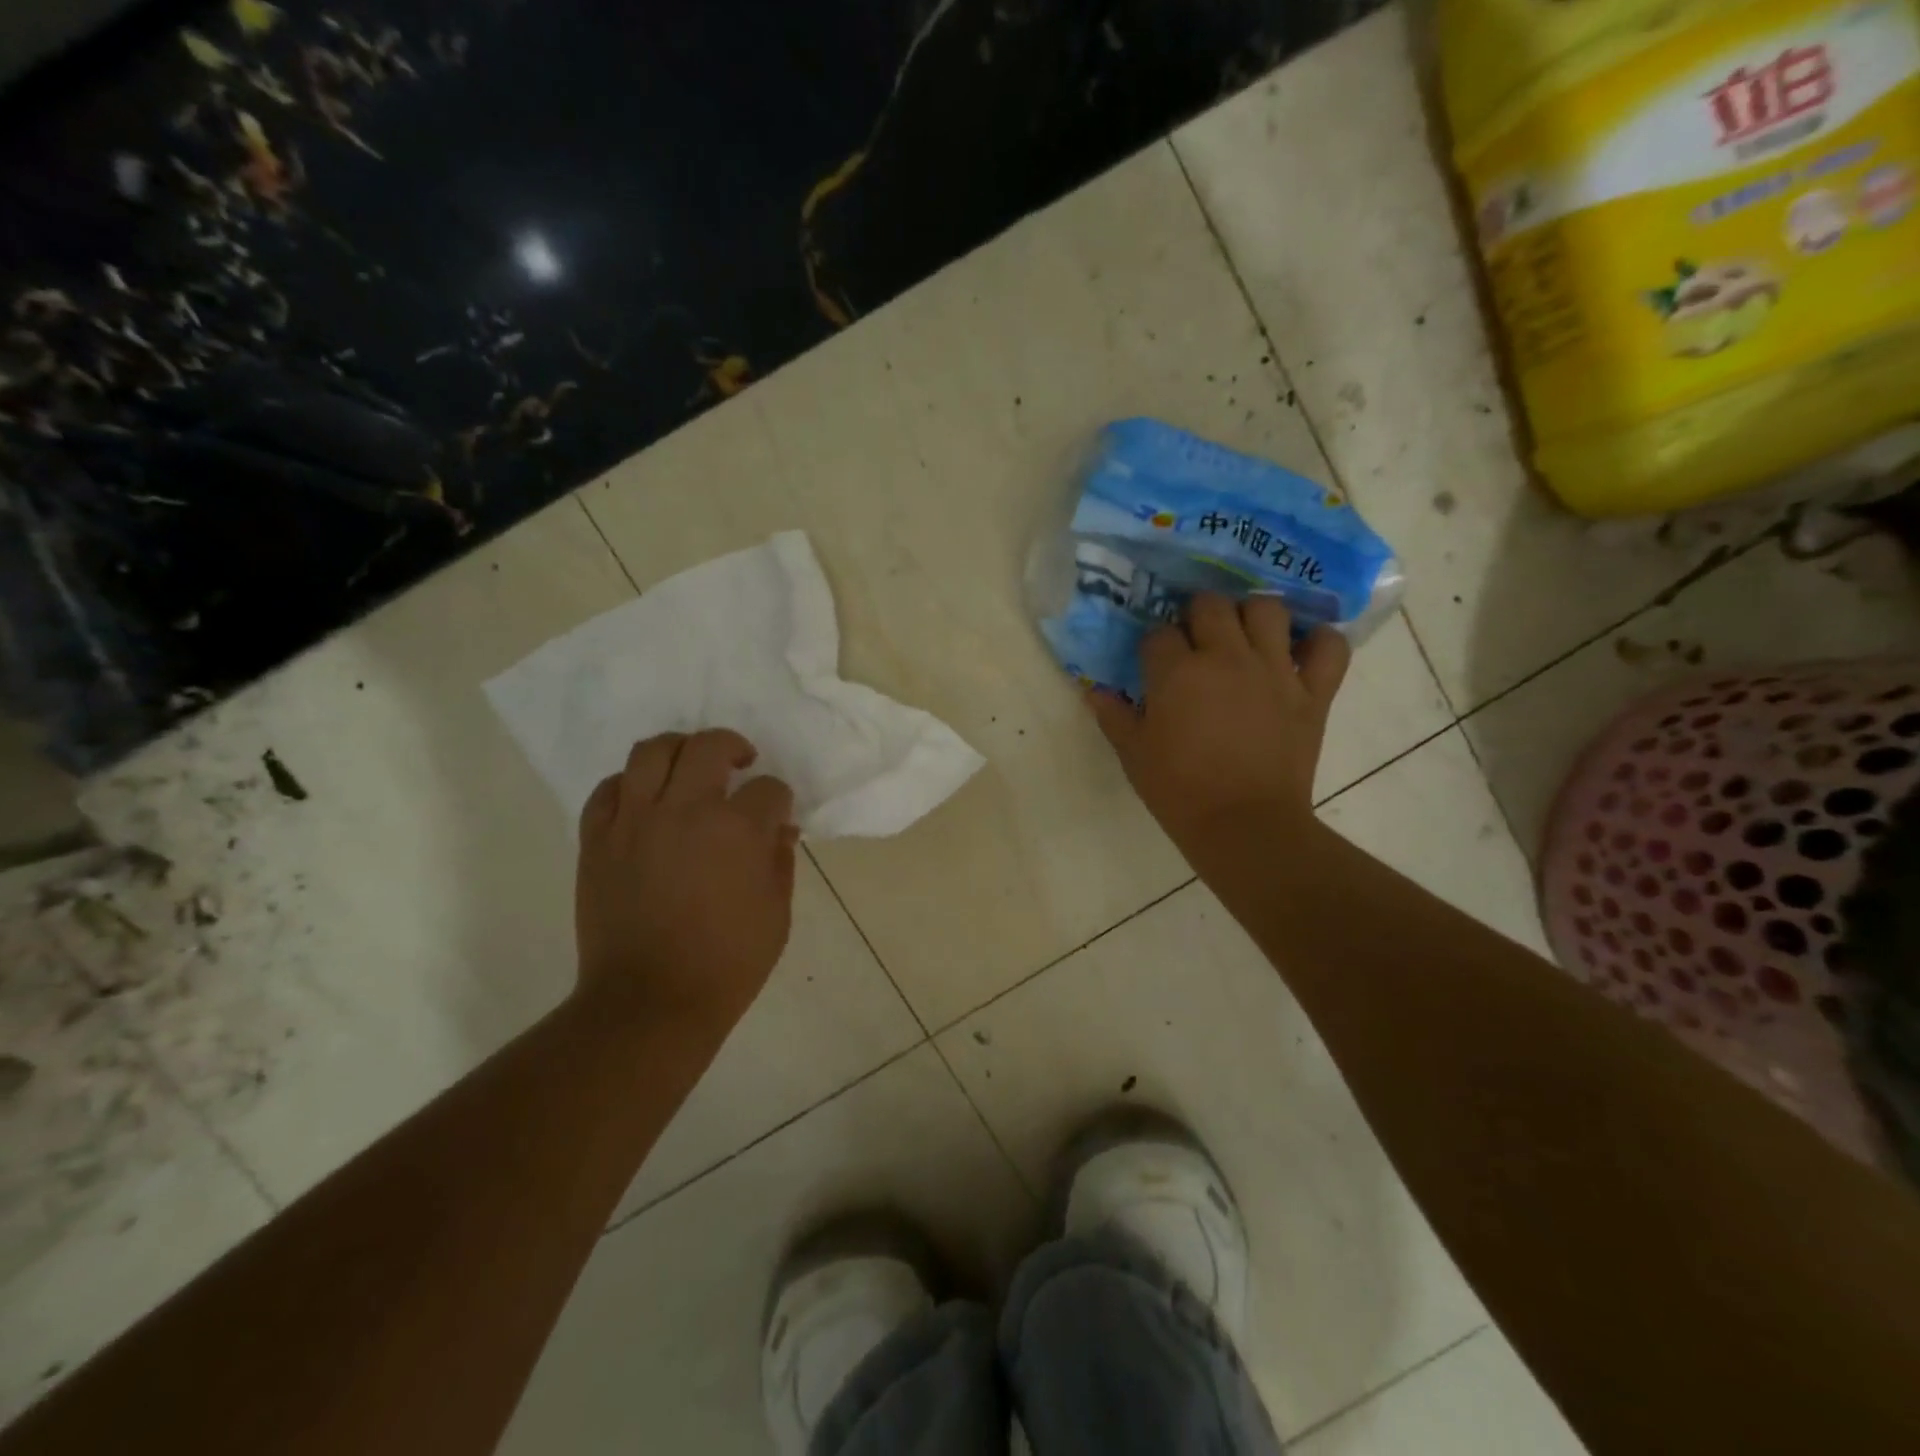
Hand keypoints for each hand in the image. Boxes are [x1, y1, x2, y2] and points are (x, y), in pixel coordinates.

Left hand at [574, 729, 797, 1037]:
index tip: (776, 814)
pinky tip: (644, 798)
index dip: (779, 799)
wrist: (650, 1002)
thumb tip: (779, 829)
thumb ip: (780, 861)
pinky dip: (629, 784)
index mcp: (737, 830)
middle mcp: (685, 810)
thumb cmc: (727, 964)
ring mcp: (635, 821)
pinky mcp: (597, 840)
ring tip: (689, 764)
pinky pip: (608, 790)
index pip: (768, 789)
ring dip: (678, 748)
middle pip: (708, 746)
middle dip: (732, 747)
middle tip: (740, 762)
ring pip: (651, 751)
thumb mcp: (776, 914)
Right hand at [1090, 593, 1349, 863]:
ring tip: (1245, 635)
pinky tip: (1302, 651)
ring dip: (1253, 615)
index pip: (1159, 633)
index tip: (1154, 663)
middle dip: (1197, 614)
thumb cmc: (1179, 791)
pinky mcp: (1312, 692)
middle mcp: (1227, 657)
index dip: (1154, 645)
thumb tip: (1095, 690)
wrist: (1243, 825)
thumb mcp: (1133, 755)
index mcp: (1177, 672)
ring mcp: (1274, 670)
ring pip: (1268, 609)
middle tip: (1196, 639)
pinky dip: (1320, 642)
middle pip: (1211, 605)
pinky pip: (1329, 647)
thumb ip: (1113, 716)